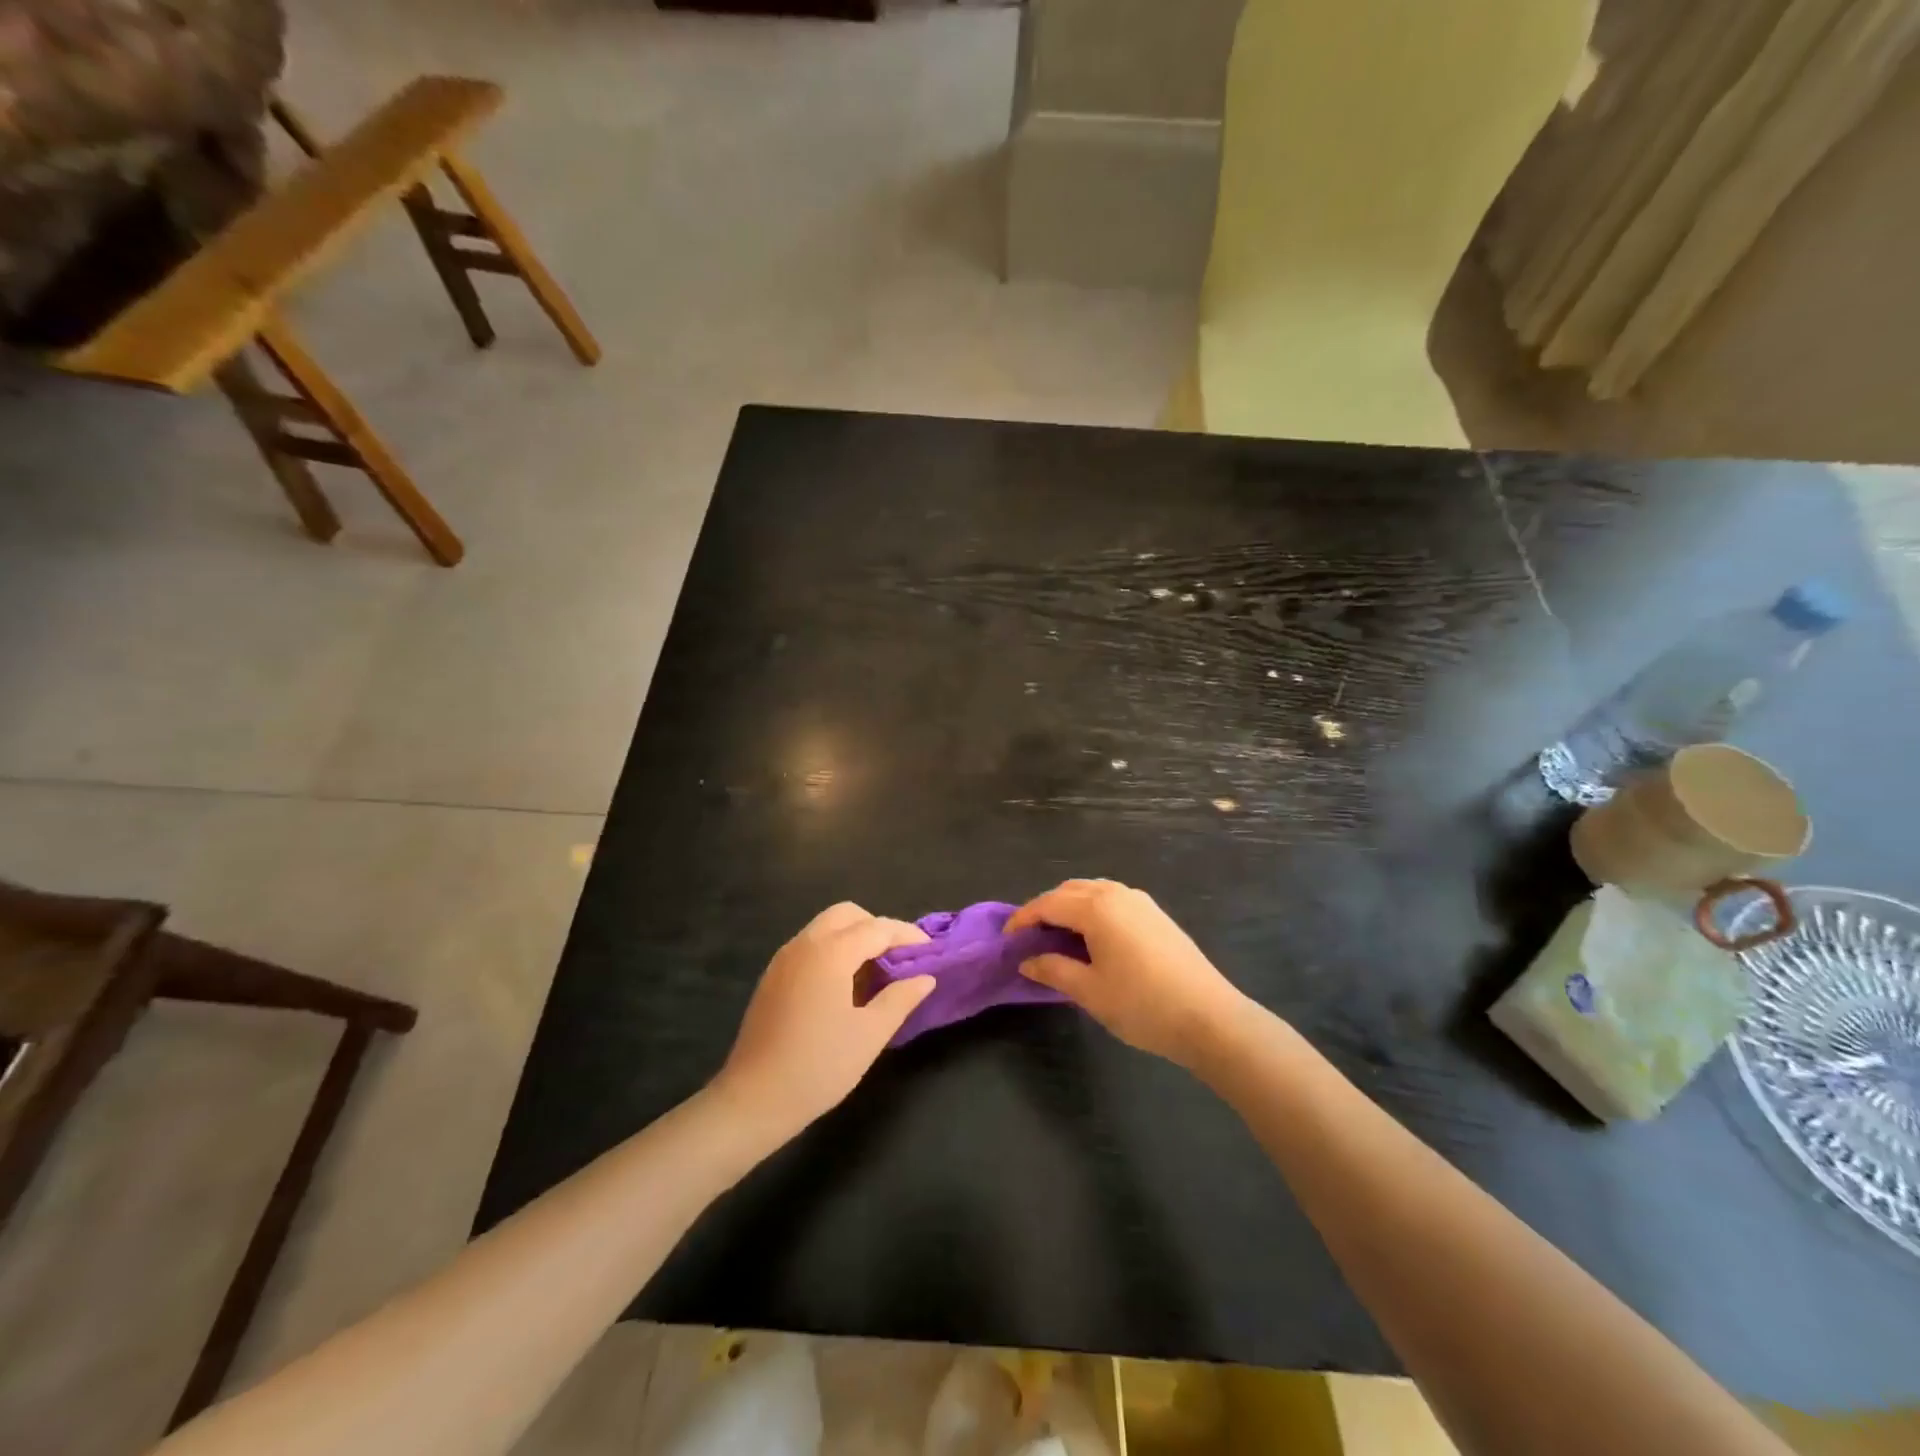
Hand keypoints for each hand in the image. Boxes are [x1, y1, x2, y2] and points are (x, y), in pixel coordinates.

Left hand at [710, 903, 934, 1136]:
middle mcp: (805, 944)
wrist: (754, 1099)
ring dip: (854, 937)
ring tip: (877, 970)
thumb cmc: (819, 1066)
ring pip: (825, 927)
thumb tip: (925, 978)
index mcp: (830, 952)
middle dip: (877, 927)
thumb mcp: (870, 1034)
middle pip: (847, 915)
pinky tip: (845, 985)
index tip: (930, 950)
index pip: (877, 928)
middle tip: (899, 956)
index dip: (906, 936)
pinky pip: (810, 946)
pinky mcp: (772, 977)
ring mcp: (784, 959)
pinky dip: (833, 950)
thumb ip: (900, 999)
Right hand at [1008, 879, 1251, 1067]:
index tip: (1006, 939)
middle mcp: (1117, 893)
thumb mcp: (1089, 991)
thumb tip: (1027, 961)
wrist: (1210, 1017)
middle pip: (1069, 891)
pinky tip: (1092, 940)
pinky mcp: (1156, 915)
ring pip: (1093, 892)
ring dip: (1070, 908)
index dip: (1023, 919)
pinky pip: (1113, 901)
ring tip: (1057, 938)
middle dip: (1045, 909)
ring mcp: (1141, 902)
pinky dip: (1092, 911)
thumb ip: (1053, 970)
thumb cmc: (1142, 1005)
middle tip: (1029, 939)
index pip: (1048, 904)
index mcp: (1096, 907)